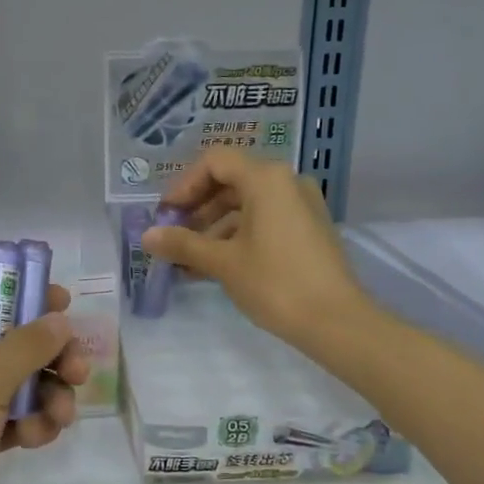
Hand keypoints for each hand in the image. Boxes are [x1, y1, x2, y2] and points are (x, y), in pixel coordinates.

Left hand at [0, 285, 87, 483]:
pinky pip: (14, 419)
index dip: (28, 294)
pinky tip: (37, 441)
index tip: (67, 305)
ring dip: (48, 396)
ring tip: (59, 419)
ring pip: (22, 384)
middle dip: (51, 355)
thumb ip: (24, 349)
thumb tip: (58, 317)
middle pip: (17, 341)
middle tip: (78, 373)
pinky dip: (31, 425)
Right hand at [142, 149, 366, 347]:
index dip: (184, 185)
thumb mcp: (223, 262)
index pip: (214, 162)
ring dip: (213, 228)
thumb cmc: (275, 282)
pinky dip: (237, 237)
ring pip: (246, 205)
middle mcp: (286, 182)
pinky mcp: (308, 229)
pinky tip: (215, 267)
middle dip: (197, 210)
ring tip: (189, 261)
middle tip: (173, 238)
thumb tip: (147, 237)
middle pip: (230, 182)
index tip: (166, 215)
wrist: (336, 321)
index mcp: (266, 178)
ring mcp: (301, 206)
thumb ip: (183, 244)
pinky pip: (264, 221)